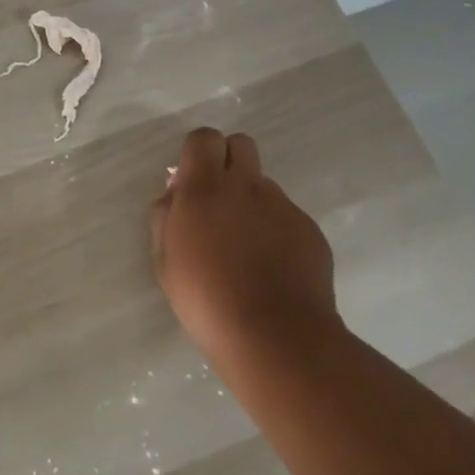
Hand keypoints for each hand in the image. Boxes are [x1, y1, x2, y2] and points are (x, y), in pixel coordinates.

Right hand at [151, 128, 339, 366]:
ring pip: (264, 184)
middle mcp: (245, 186)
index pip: (203, 138)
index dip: (198, 152)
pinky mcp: (309, 229)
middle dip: (228, 160)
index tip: (192, 180)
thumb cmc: (205, 299)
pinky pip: (287, 215)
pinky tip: (272, 266)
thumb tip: (175, 195)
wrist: (274, 336)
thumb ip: (166, 217)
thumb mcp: (165, 260)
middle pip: (241, 144)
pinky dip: (277, 230)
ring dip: (252, 200)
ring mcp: (282, 206)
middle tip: (219, 200)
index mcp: (203, 188)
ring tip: (247, 245)